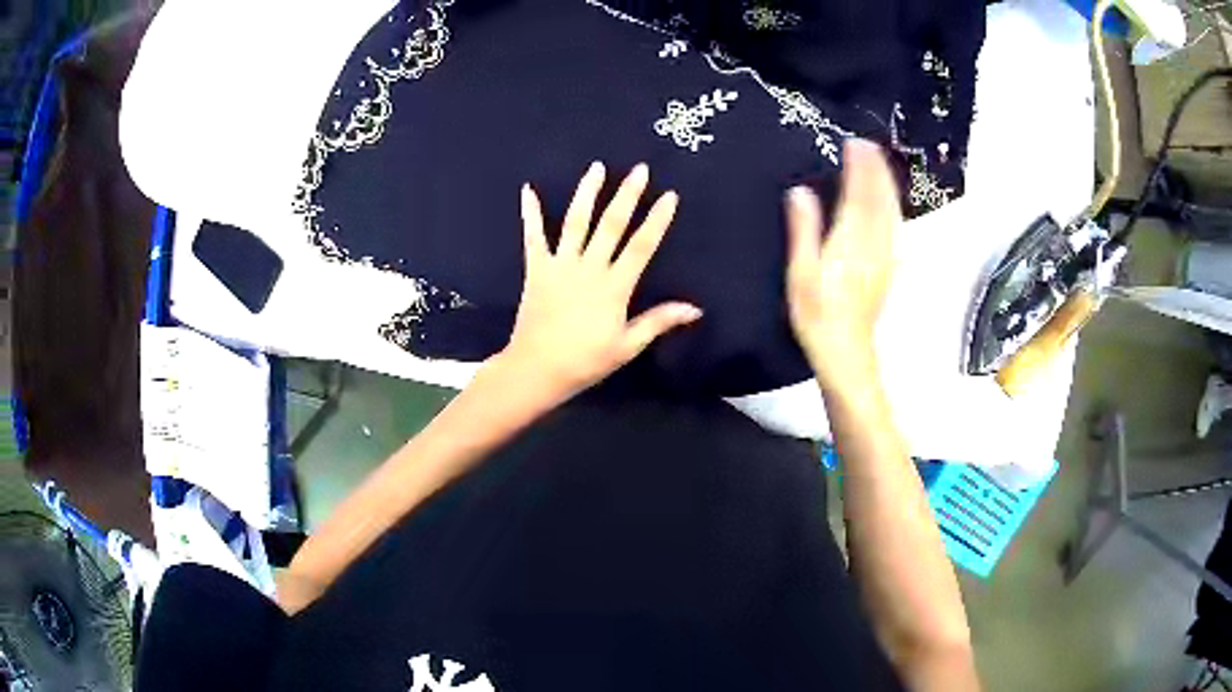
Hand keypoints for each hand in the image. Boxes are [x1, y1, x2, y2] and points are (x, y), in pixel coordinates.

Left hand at [500, 162, 701, 399]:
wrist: (537, 369)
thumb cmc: (585, 361)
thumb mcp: (627, 346)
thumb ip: (658, 321)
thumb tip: (696, 309)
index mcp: (614, 287)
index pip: (641, 246)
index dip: (657, 220)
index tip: (669, 195)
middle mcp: (589, 268)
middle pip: (611, 225)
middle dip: (627, 195)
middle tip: (639, 169)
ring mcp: (560, 265)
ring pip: (576, 222)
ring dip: (587, 192)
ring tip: (597, 167)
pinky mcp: (537, 269)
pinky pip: (533, 236)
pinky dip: (531, 213)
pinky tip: (528, 189)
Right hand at [785, 139, 899, 383]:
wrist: (846, 351)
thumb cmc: (817, 313)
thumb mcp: (800, 272)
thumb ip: (804, 229)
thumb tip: (801, 191)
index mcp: (849, 240)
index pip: (857, 193)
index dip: (858, 167)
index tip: (854, 144)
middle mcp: (873, 242)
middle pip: (879, 198)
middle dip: (876, 169)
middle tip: (869, 145)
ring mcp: (885, 255)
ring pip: (891, 211)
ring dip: (887, 184)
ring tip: (880, 164)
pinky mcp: (889, 266)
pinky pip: (895, 227)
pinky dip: (893, 206)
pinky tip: (891, 202)